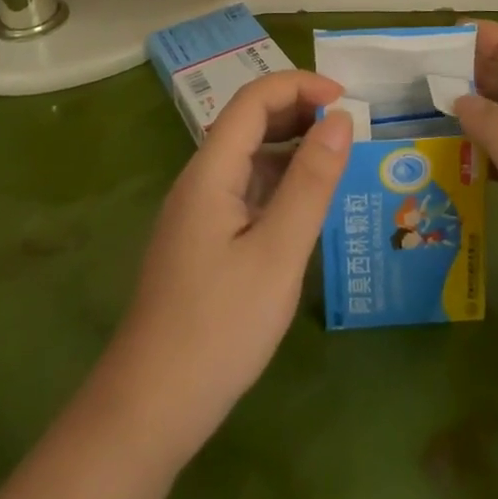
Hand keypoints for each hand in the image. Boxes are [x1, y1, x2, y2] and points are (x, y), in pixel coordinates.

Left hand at [102, 71, 352, 454]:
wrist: (147, 413)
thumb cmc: (218, 329)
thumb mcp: (278, 253)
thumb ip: (311, 182)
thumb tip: (341, 119)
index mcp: (211, 171)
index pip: (254, 99)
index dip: (301, 85)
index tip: (347, 99)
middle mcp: (200, 180)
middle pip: (250, 122)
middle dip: (299, 111)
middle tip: (349, 129)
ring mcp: (198, 211)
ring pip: (248, 156)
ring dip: (292, 146)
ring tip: (337, 162)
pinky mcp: (202, 240)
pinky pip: (245, 189)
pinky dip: (280, 181)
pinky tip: (306, 206)